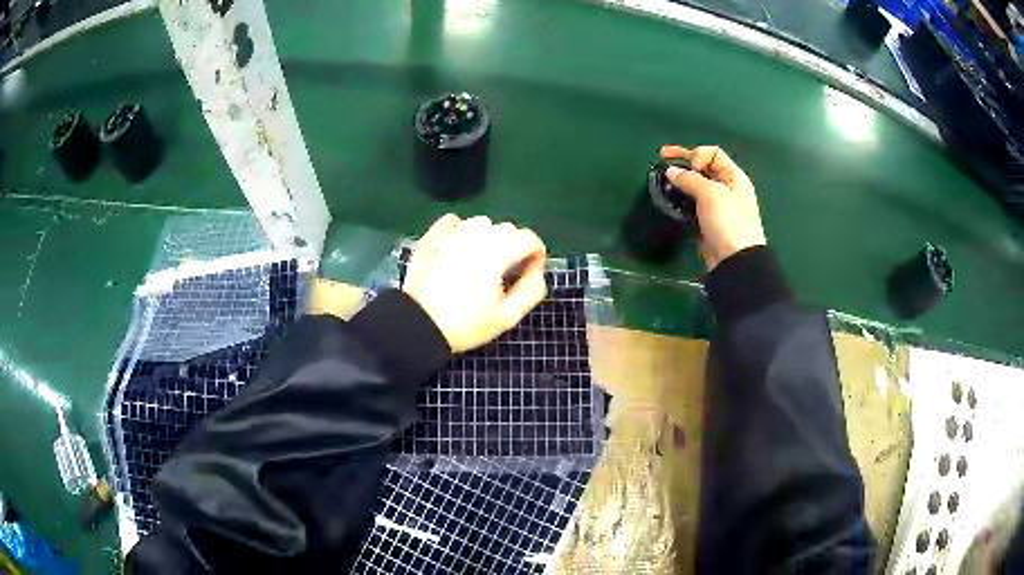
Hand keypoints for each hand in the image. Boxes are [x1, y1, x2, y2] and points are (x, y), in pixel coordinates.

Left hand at [403, 214, 547, 352]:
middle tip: (506, 273)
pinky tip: (459, 247)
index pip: (529, 238)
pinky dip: (461, 229)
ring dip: (488, 237)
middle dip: (514, 247)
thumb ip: (532, 290)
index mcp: (499, 252)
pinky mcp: (432, 237)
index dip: (536, 255)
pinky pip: (453, 222)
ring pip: (481, 224)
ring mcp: (452, 233)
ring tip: (482, 261)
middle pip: (507, 229)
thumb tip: (538, 271)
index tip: (530, 273)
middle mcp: (477, 235)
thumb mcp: (508, 316)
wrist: (419, 325)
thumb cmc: (466, 324)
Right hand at [661, 145, 766, 270]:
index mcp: (734, 177)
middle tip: (661, 159)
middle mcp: (727, 188)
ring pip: (696, 186)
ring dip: (680, 182)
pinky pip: (692, 204)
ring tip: (663, 182)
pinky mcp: (707, 222)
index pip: (713, 153)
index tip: (688, 166)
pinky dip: (681, 200)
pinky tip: (670, 201)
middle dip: (683, 162)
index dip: (697, 154)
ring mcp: (717, 206)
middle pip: (703, 168)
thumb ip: (690, 179)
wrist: (735, 261)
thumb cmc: (728, 222)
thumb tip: (671, 171)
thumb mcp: (711, 194)